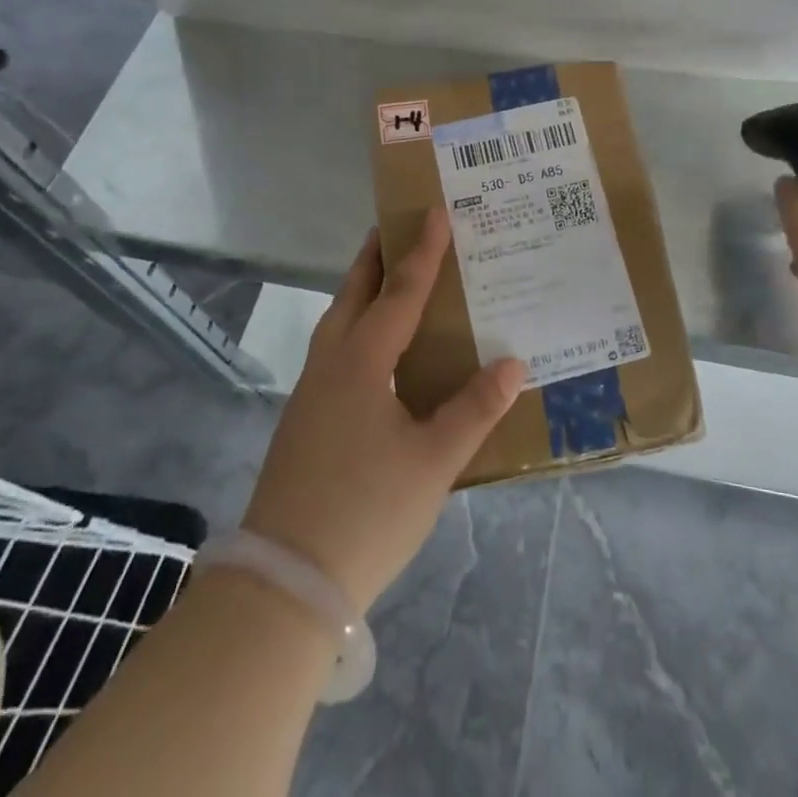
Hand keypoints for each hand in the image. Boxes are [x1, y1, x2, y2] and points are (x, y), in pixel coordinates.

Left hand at [241, 209, 525, 613]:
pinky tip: (372, 351)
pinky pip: (333, 350)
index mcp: (363, 362)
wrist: (284, 585)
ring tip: (384, 277)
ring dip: (360, 290)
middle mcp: (331, 365)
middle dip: (375, 258)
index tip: (435, 211)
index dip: (422, 252)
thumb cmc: (367, 512)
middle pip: (354, 294)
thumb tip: (513, 362)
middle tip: (395, 227)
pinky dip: (354, 326)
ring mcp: (310, 393)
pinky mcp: (303, 421)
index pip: (400, 293)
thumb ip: (475, 409)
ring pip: (337, 322)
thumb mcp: (433, 462)